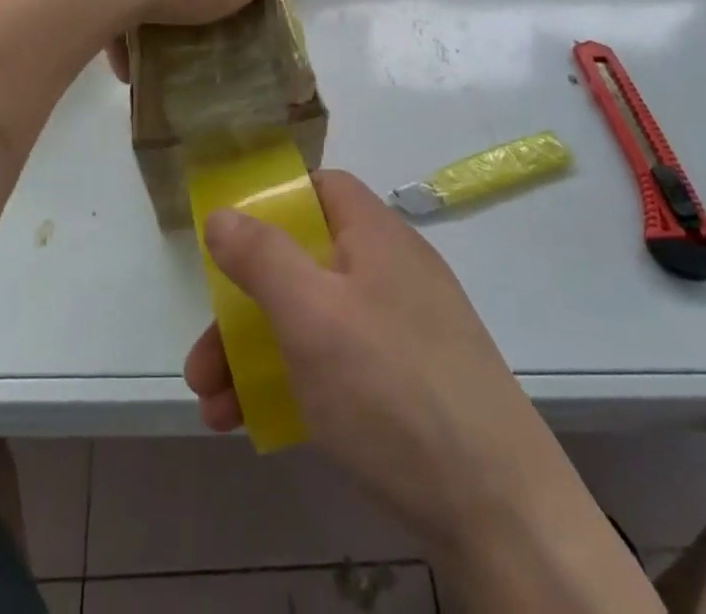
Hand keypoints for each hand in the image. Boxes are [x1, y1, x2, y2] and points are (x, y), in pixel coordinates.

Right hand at [183, 171, 556, 554]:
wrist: (503, 515)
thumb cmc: (391, 390)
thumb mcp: (311, 315)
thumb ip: (261, 257)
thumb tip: (222, 214)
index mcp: (376, 237)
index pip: (322, 189)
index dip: (274, 205)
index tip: (231, 242)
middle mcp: (392, 273)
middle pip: (305, 264)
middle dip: (245, 308)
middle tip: (202, 362)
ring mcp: (406, 332)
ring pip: (316, 323)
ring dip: (258, 357)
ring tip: (214, 410)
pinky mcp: (412, 388)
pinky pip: (340, 367)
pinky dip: (297, 385)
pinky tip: (262, 427)